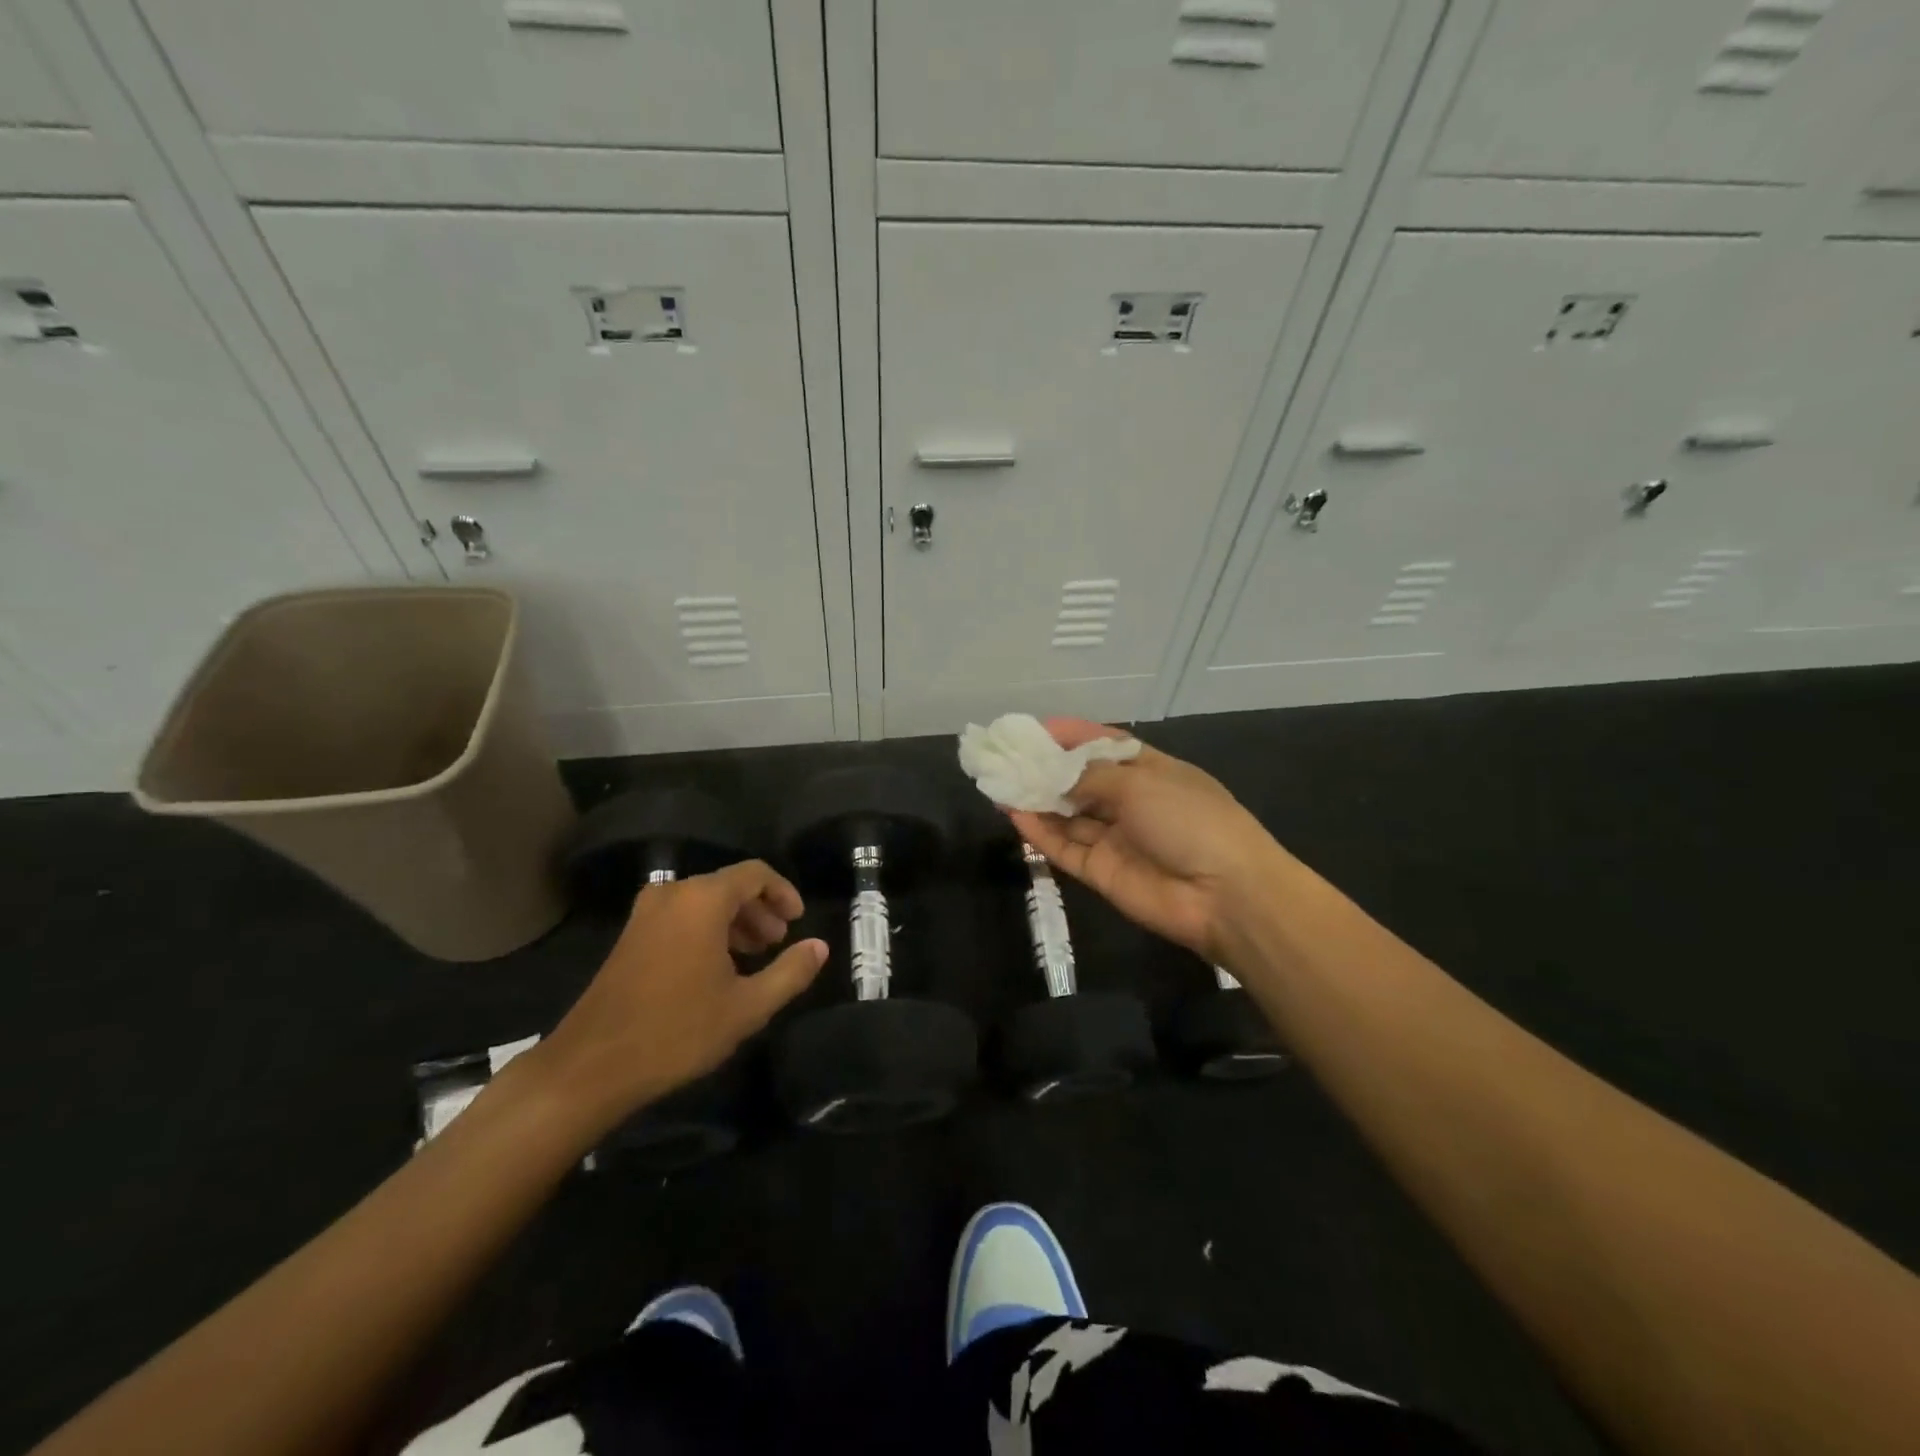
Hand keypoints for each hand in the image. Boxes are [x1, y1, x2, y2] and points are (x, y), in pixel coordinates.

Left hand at [530, 861, 826, 1135]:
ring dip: (735, 922)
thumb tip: (820, 947)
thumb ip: (790, 972)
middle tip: (778, 943)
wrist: (591, 1066)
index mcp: (702, 900)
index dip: (784, 892)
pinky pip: (681, 916)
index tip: (799, 922)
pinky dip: (707, 930)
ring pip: (704, 902)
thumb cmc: (677, 1031)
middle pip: (729, 885)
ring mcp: (646, 914)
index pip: (755, 873)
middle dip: (760, 910)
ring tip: (754, 957)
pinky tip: (717, 968)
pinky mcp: (630, 935)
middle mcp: (673, 894)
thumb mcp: (748, 1006)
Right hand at [1009, 719, 1289, 963]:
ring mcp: (1113, 838)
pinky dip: (1038, 831)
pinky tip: (1012, 813)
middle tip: (1003, 756)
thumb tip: (1051, 772)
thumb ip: (1088, 777)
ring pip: (1066, 814)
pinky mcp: (1100, 871)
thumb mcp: (1139, 783)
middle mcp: (1129, 801)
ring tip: (996, 781)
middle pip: (1079, 780)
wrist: (1224, 895)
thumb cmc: (1189, 820)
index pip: (1103, 745)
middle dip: (1044, 768)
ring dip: (1035, 799)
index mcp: (1149, 770)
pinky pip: (1063, 846)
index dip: (1069, 735)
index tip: (1033, 729)